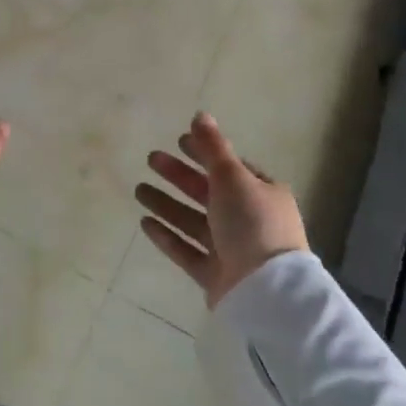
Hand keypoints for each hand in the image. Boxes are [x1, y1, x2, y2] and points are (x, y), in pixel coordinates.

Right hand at [135, 113, 307, 307]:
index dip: (205, 153)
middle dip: (179, 176)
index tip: (178, 141)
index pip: (230, 168)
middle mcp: (249, 220)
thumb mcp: (233, 178)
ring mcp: (231, 250)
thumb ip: (213, 148)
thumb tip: (199, 114)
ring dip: (167, 204)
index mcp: (262, 194)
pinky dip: (167, 236)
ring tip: (138, 190)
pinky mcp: (215, 275)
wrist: (266, 290)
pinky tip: (144, 223)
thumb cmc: (253, 224)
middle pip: (208, 193)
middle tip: (151, 160)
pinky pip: (187, 251)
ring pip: (193, 221)